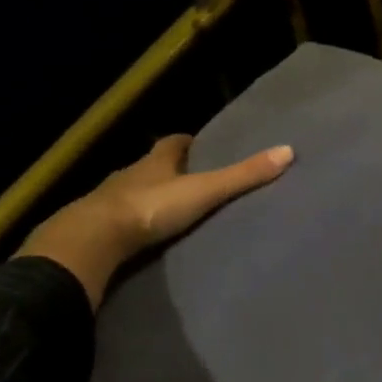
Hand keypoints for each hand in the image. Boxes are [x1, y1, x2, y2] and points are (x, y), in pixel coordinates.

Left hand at [17, 135, 292, 306]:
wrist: (94, 238)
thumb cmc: (151, 207)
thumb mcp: (204, 191)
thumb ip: (242, 176)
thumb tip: (287, 151)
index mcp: (155, 161)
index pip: (174, 143)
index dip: (189, 144)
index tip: (204, 147)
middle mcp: (132, 174)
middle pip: (155, 166)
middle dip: (172, 171)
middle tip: (196, 180)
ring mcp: (112, 200)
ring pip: (137, 191)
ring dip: (154, 197)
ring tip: (177, 211)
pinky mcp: (101, 227)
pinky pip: (124, 220)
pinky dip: (138, 222)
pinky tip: (149, 235)